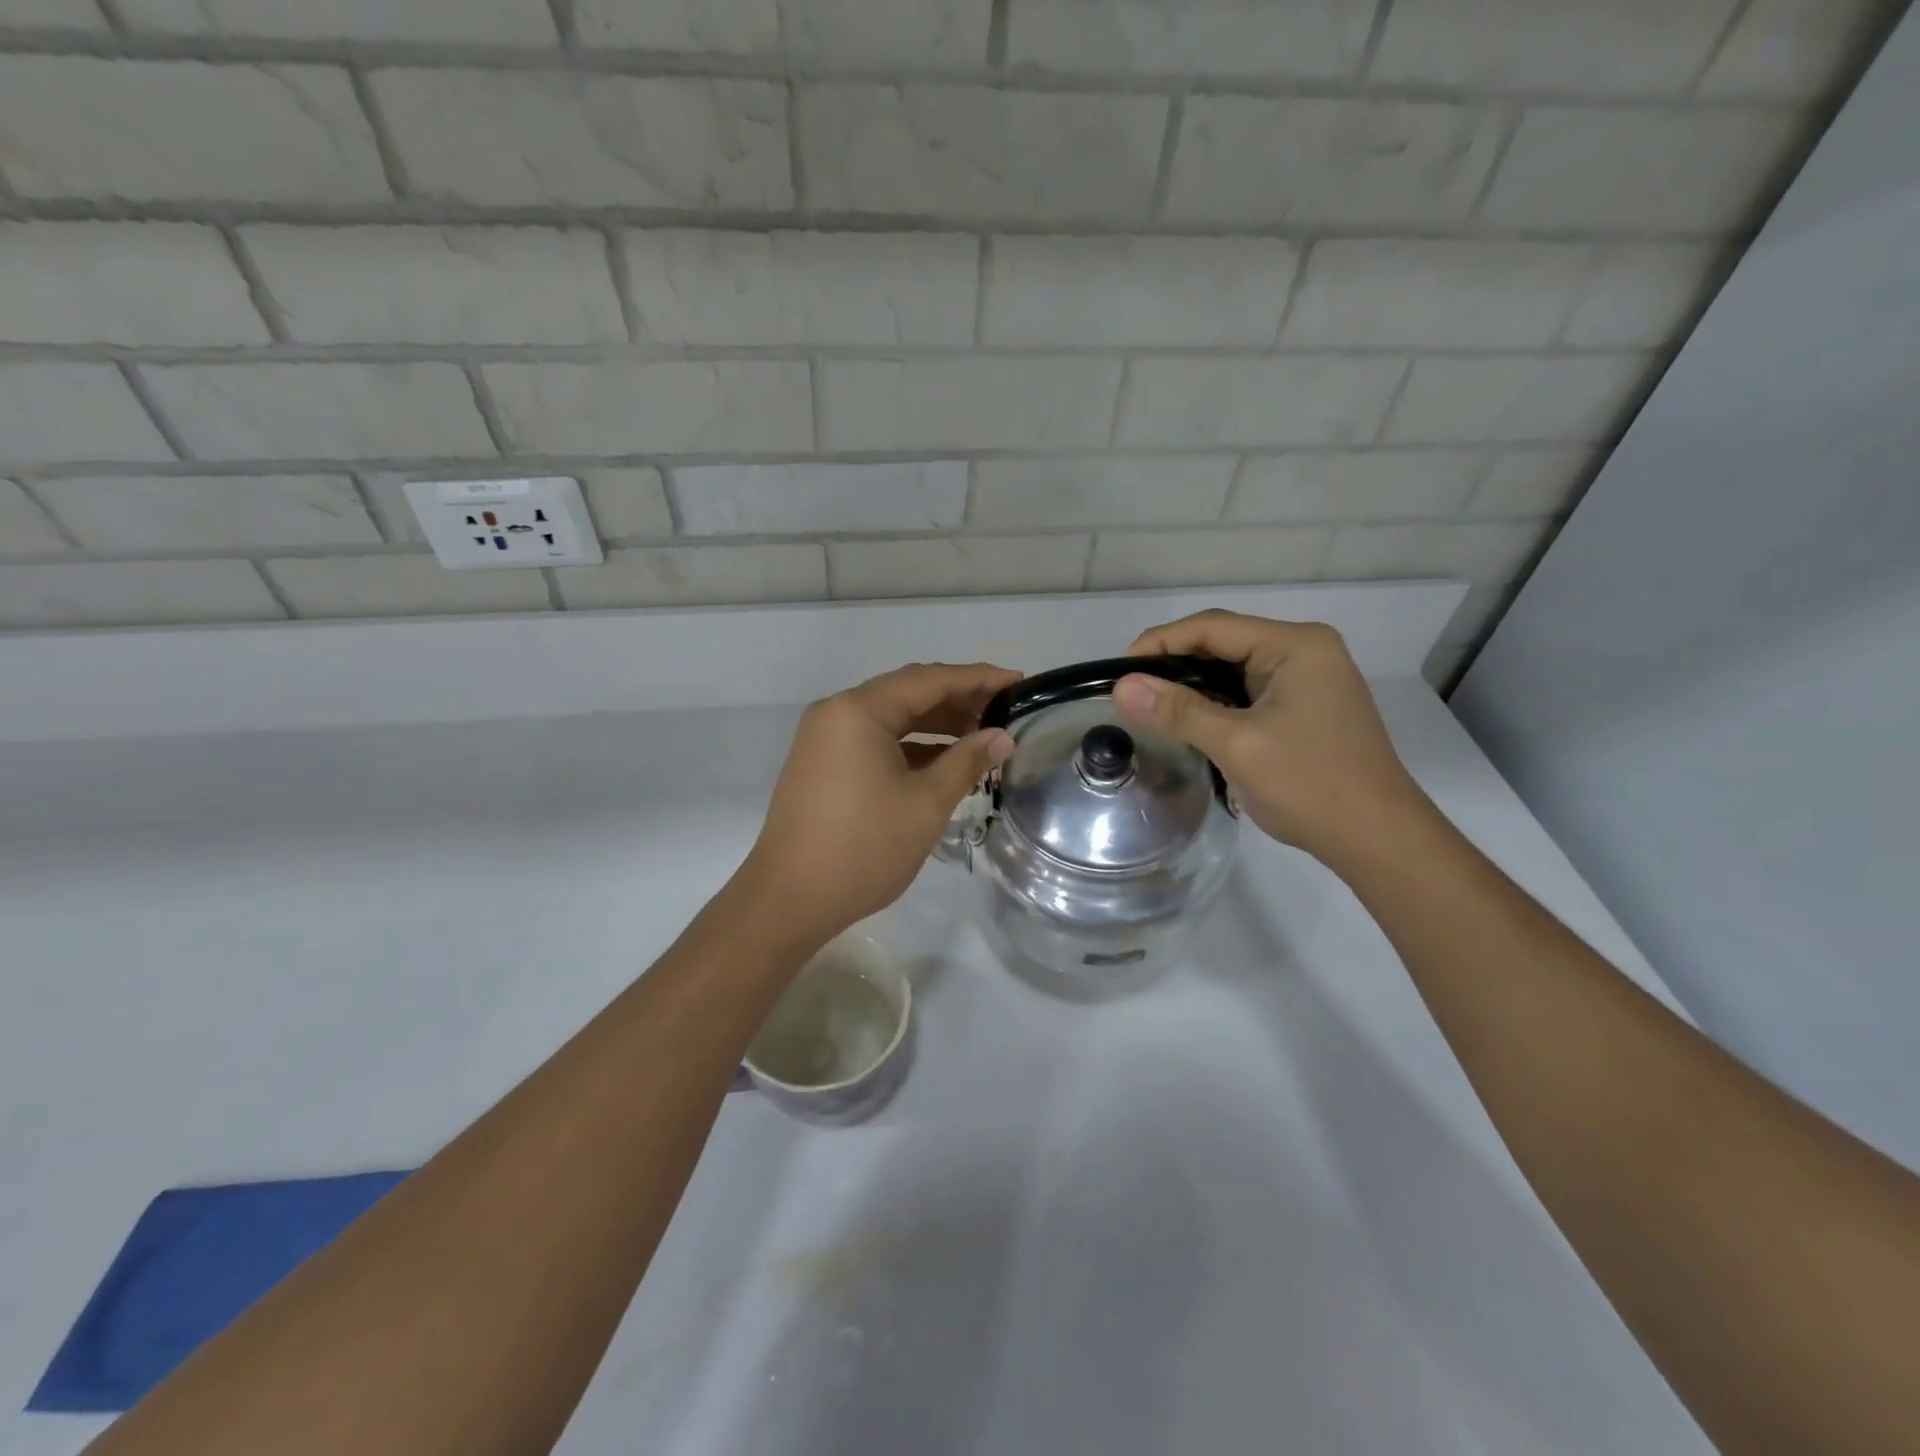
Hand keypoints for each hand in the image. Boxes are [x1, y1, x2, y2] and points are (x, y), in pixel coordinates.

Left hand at [738, 662, 1019, 949]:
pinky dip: (910, 746)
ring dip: (935, 724)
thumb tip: (1002, 736)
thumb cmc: (863, 848)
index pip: (928, 680)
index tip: (1018, 681)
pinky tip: (943, 761)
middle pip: (907, 693)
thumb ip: (967, 761)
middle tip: (1004, 712)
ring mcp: (825, 739)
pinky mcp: (822, 764)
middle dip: (957, 699)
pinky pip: (874, 741)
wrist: (789, 900)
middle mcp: (837, 713)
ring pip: (890, 718)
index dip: (977, 679)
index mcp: (858, 711)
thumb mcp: (926, 803)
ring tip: (981, 736)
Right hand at [1113, 611, 1426, 867]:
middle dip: (1174, 664)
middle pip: (1224, 643)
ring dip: (1194, 686)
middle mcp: (1305, 651)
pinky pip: (1248, 692)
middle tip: (1130, 691)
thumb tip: (1122, 687)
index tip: (1118, 671)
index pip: (1213, 627)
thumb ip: (1179, 711)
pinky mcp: (1306, 707)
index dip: (1160, 643)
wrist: (1377, 839)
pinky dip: (1216, 703)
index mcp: (1296, 645)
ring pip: (1234, 670)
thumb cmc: (1310, 785)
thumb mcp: (1237, 744)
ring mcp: (1309, 680)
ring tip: (1150, 707)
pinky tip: (1189, 722)